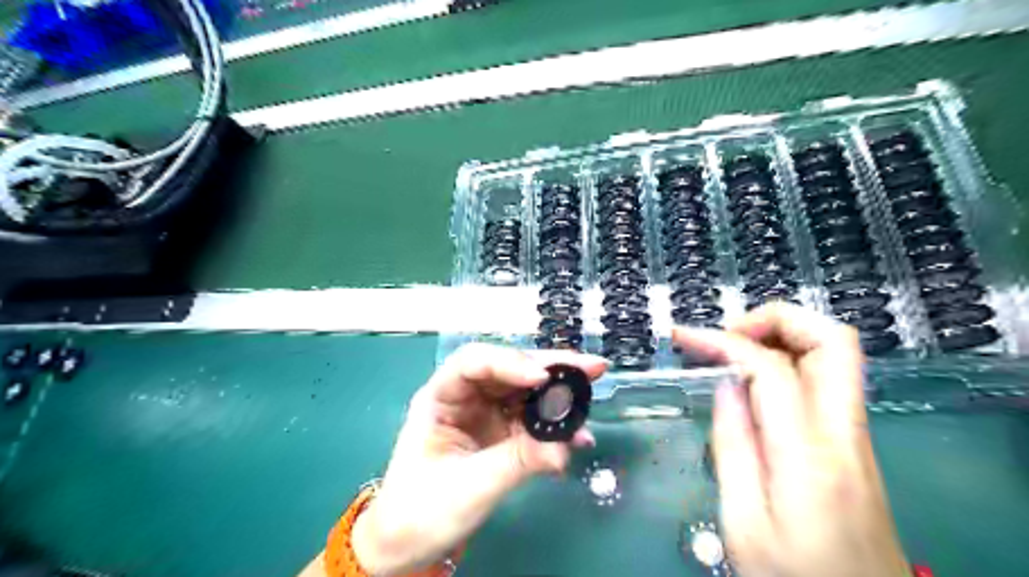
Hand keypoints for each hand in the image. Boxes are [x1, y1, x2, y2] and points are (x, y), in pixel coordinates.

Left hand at [350, 345, 604, 574]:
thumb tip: (565, 447)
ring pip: (526, 391)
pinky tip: (578, 434)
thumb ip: (517, 461)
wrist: (411, 545)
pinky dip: (557, 424)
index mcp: (441, 397)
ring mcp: (486, 413)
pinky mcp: (503, 433)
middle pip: (509, 369)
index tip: (541, 378)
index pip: (474, 363)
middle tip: (590, 367)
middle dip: (549, 367)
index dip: (509, 363)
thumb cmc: (422, 511)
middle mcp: (466, 397)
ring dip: (559, 391)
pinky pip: (533, 419)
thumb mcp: (469, 486)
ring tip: (591, 389)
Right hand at [678, 302, 905, 575]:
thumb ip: (732, 447)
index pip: (771, 368)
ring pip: (836, 350)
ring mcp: (855, 433)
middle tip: (727, 334)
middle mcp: (844, 431)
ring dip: (783, 334)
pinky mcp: (852, 440)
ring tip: (735, 349)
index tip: (684, 337)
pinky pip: (827, 375)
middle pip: (833, 339)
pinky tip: (754, 378)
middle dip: (775, 319)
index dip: (723, 342)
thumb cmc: (794, 576)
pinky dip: (789, 357)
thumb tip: (725, 386)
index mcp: (809, 454)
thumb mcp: (743, 522)